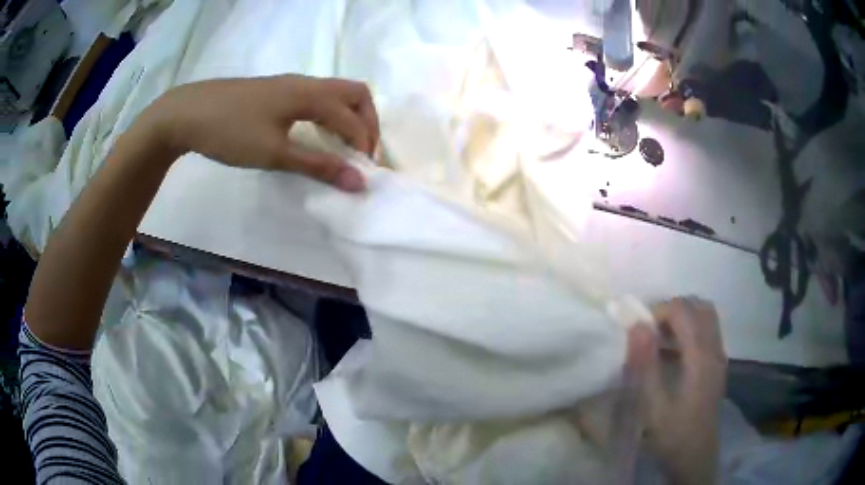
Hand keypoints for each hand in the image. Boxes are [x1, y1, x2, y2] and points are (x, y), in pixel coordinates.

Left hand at [138, 74, 379, 191]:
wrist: (187, 113)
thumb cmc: (230, 131)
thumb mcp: (274, 153)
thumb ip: (317, 165)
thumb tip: (358, 182)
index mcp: (310, 95)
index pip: (352, 118)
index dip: (364, 146)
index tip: (363, 174)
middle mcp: (306, 83)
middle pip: (355, 93)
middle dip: (366, 122)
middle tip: (361, 152)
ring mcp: (290, 84)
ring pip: (335, 93)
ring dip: (348, 117)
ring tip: (341, 147)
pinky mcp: (276, 90)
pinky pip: (316, 97)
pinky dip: (329, 115)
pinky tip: (314, 134)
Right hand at [629, 297, 726, 484]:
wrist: (696, 457)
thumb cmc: (673, 433)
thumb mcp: (653, 405)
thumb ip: (646, 364)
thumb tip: (637, 325)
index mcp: (700, 356)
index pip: (683, 311)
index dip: (659, 311)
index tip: (639, 331)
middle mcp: (715, 349)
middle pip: (699, 307)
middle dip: (672, 309)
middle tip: (650, 331)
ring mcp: (719, 356)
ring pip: (706, 316)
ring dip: (683, 318)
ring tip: (659, 339)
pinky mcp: (718, 365)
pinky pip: (708, 331)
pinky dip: (690, 329)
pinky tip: (673, 353)